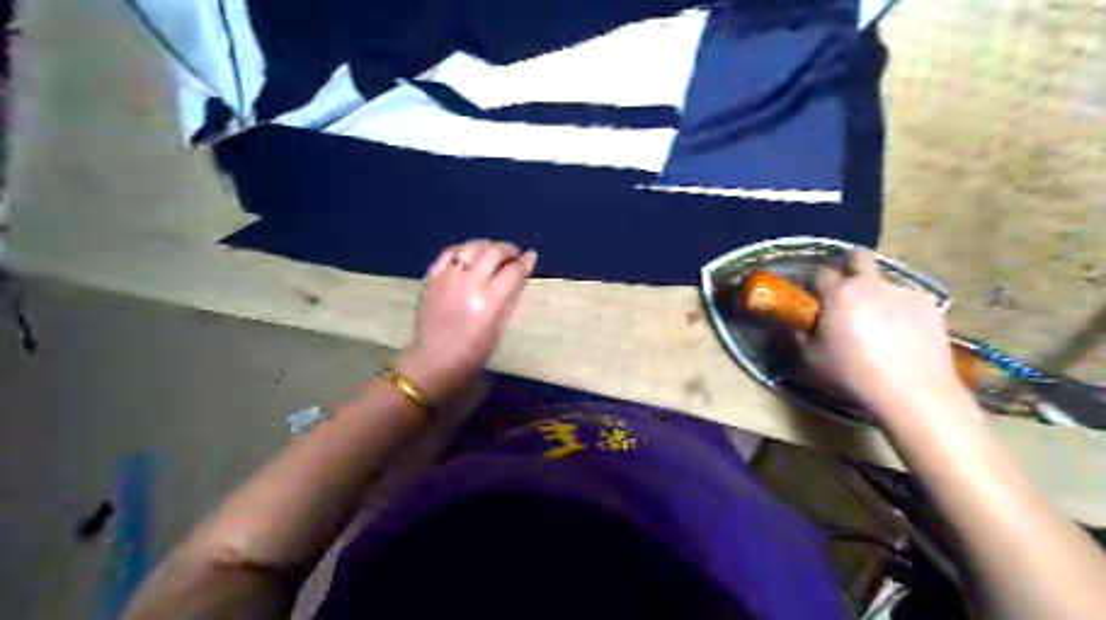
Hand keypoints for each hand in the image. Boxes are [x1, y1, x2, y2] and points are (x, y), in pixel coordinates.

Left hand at [396, 240, 536, 400]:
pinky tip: (469, 254)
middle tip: (514, 253)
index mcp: (489, 301)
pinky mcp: (431, 277)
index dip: (525, 262)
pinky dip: (463, 250)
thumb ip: (509, 299)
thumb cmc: (473, 353)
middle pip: (493, 252)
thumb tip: (520, 278)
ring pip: (471, 247)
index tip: (531, 256)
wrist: (433, 361)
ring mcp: (447, 278)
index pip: (512, 272)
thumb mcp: (499, 328)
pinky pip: (449, 253)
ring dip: (486, 246)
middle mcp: (469, 284)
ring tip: (493, 252)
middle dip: (508, 249)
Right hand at [801, 252, 969, 425]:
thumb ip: (798, 334)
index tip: (815, 298)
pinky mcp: (930, 305)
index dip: (816, 283)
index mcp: (839, 293)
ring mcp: (904, 292)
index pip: (821, 272)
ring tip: (879, 325)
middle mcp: (871, 284)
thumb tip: (793, 323)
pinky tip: (903, 335)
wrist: (913, 391)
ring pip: (885, 282)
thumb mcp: (811, 358)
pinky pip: (908, 300)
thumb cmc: (852, 373)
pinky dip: (901, 311)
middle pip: (859, 257)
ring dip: (877, 294)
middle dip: (850, 266)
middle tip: (846, 292)